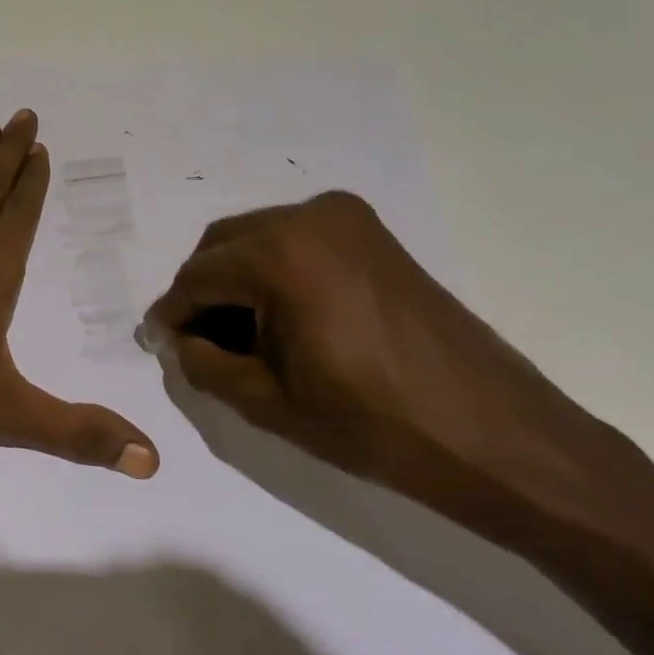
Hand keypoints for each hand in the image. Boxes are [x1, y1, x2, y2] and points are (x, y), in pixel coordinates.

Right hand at [142, 191, 637, 532]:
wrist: (496, 437)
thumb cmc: (375, 426)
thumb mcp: (266, 402)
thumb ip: (202, 362)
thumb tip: (177, 339)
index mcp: (279, 255)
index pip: (196, 277)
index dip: (171, 314)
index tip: (157, 343)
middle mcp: (308, 217)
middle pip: (222, 246)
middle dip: (201, 292)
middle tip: (196, 342)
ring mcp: (346, 219)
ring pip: (257, 239)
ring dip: (236, 280)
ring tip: (240, 336)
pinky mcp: (372, 234)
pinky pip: (296, 241)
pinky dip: (274, 271)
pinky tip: (281, 318)